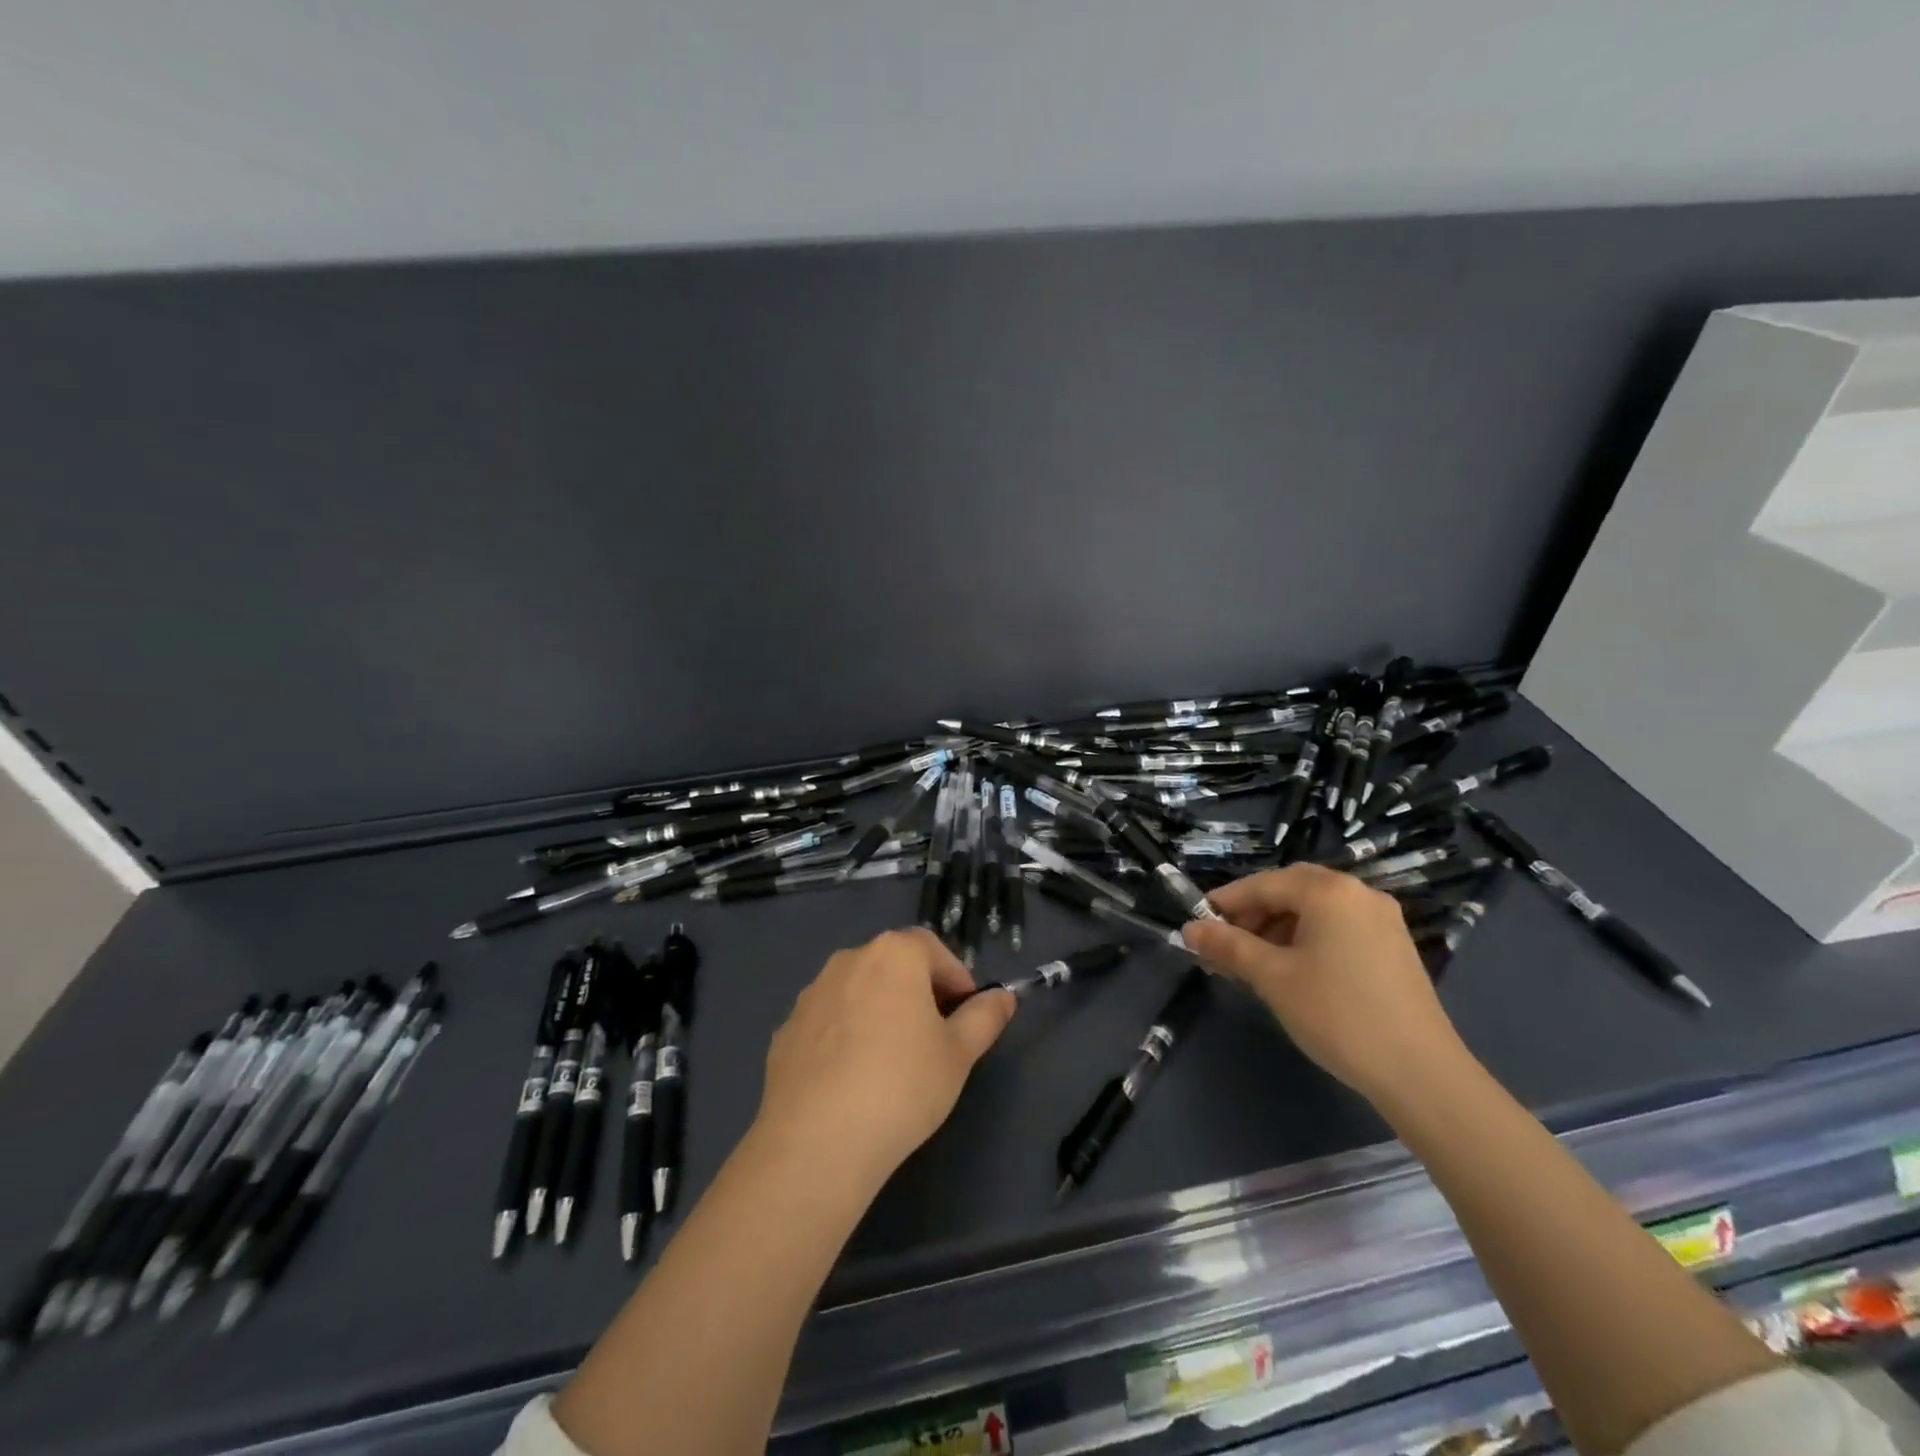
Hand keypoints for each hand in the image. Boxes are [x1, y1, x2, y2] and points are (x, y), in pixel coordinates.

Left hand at [753, 928, 1016, 1189]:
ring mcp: (811, 994)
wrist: (816, 1141)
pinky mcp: (785, 1030)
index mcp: (893, 954)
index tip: (966, 1015)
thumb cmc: (902, 1086)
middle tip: (935, 1037)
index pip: (932, 948)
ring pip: (858, 991)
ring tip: (892, 1061)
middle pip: (893, 965)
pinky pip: (828, 1022)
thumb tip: (1004, 996)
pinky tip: (852, 1080)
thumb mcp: (959, 1054)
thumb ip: (985, 1017)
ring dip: (879, 1011)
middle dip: (918, 991)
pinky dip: (845, 1036)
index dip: (955, 977)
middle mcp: (848, 960)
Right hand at [1181, 864, 1468, 1105]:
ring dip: (1276, 930)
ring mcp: (1382, 920)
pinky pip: (1337, 929)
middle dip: (1251, 916)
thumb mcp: (1272, 978)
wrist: (1420, 1074)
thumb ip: (1228, 946)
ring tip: (1251, 966)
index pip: (1263, 884)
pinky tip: (1290, 972)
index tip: (1197, 926)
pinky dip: (1306, 941)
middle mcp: (1358, 894)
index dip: (1225, 903)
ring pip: (1314, 912)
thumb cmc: (1336, 1014)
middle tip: (1223, 946)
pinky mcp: (1394, 948)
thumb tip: (1189, 930)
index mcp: (1329, 891)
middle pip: (1290, 892)